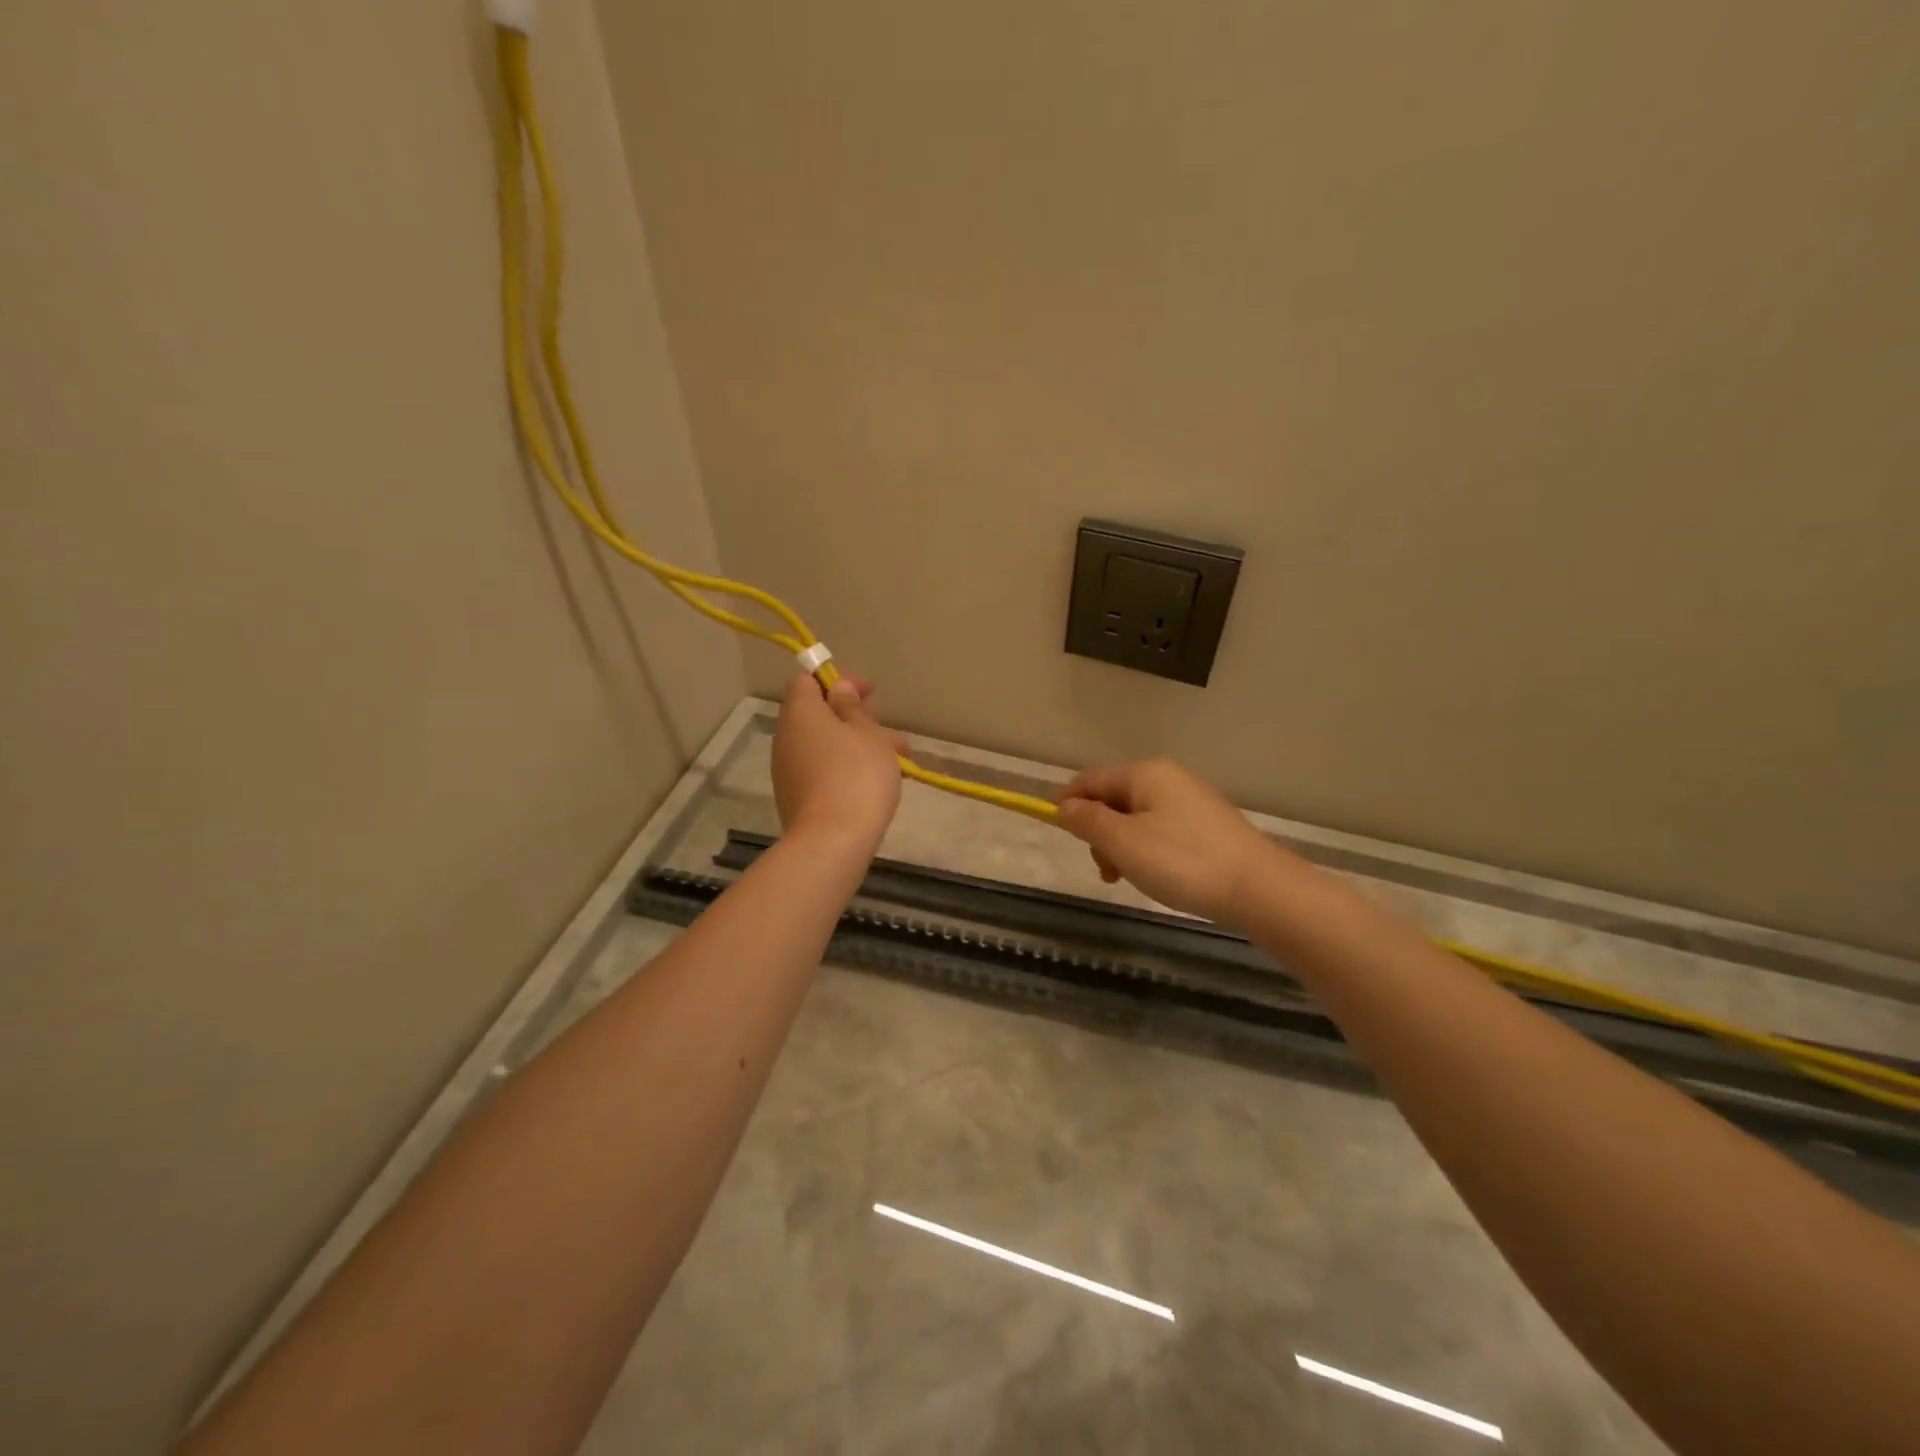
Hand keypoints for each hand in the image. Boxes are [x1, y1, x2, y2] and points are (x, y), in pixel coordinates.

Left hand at [772, 673, 905, 853]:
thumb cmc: (856, 775)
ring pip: (826, 745)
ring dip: (858, 746)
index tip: (869, 692)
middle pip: (818, 715)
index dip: (838, 680)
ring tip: (898, 761)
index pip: (807, 681)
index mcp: (800, 713)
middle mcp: (786, 738)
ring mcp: (788, 771)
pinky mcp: (796, 798)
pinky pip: (823, 770)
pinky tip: (876, 783)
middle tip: (889, 731)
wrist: (833, 842)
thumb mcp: (867, 733)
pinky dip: (847, 768)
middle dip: (856, 718)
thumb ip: (853, 707)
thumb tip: (837, 688)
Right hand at [1056, 759, 1276, 925]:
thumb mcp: (1123, 842)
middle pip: (1114, 797)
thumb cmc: (1182, 861)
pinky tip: (1156, 875)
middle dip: (1099, 831)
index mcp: (1145, 773)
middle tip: (1105, 870)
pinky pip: (1160, 828)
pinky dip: (1147, 849)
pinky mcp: (1207, 824)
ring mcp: (1191, 800)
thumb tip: (1064, 805)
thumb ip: (1088, 821)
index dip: (1068, 802)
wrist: (1260, 889)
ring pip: (1137, 817)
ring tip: (1129, 878)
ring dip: (1121, 845)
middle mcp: (1168, 777)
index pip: (1091, 778)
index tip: (1057, 832)